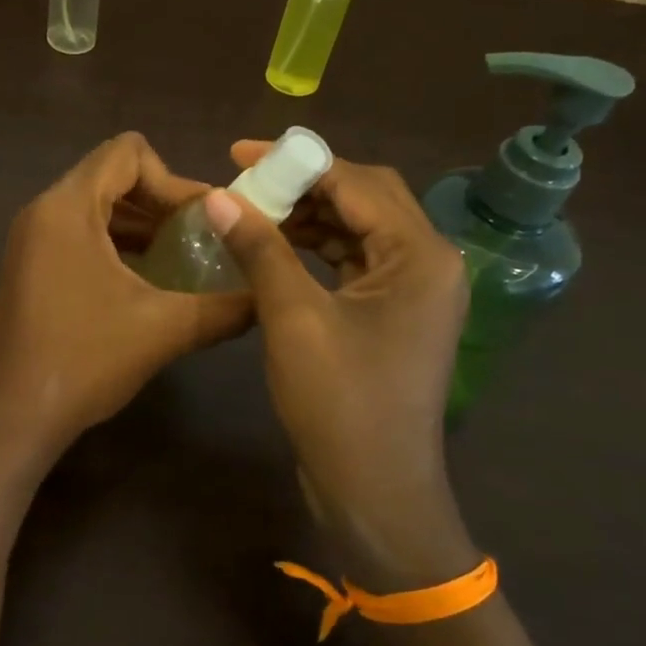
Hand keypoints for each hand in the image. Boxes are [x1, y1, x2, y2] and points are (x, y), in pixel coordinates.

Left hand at [0, 133, 250, 464]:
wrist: (16, 416)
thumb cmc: (86, 360)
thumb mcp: (165, 329)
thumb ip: (224, 308)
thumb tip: (267, 297)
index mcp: (68, 207)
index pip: (127, 153)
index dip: (173, 178)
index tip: (203, 220)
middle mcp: (43, 211)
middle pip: (111, 175)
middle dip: (160, 201)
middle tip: (201, 236)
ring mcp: (31, 240)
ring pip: (95, 206)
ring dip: (140, 223)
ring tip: (181, 257)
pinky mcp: (30, 267)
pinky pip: (79, 233)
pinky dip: (116, 243)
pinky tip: (146, 279)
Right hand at [205, 144, 476, 583]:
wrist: (376, 493)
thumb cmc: (340, 404)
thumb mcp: (293, 319)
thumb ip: (260, 249)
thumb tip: (217, 196)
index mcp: (420, 255)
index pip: (357, 182)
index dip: (297, 160)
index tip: (238, 153)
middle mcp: (429, 263)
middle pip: (365, 199)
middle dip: (304, 184)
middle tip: (245, 180)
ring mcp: (415, 292)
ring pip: (359, 230)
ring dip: (308, 217)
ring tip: (252, 211)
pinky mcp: (395, 316)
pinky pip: (355, 263)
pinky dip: (316, 250)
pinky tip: (275, 250)